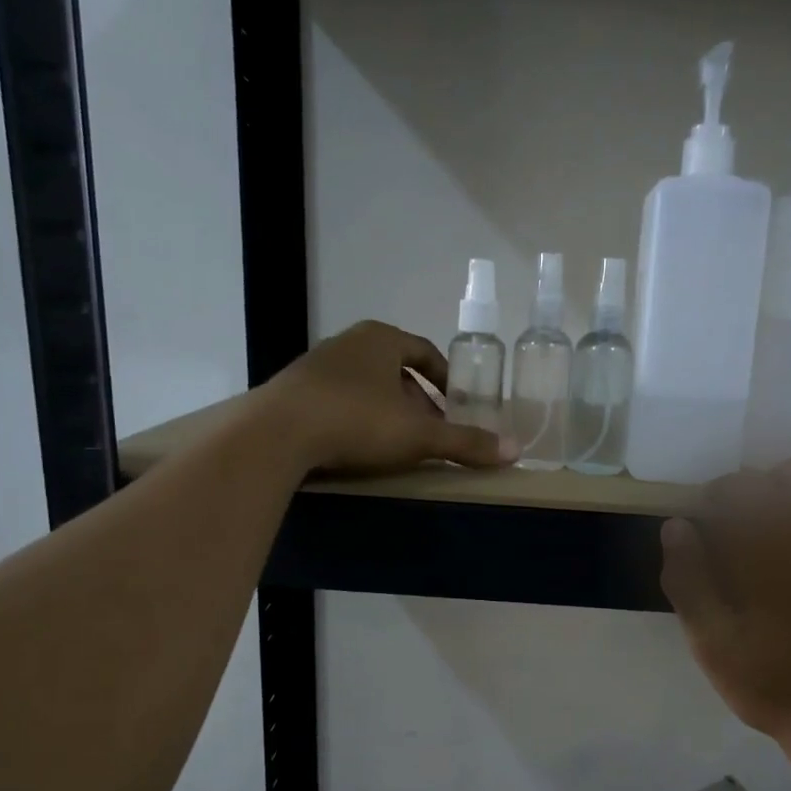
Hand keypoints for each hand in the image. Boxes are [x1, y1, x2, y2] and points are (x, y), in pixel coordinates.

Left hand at [262, 321, 518, 474]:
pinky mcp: (293, 392)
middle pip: (395, 369)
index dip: (445, 378)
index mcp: (381, 339)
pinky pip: (337, 400)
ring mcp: (316, 366)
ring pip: (365, 385)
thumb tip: (514, 451)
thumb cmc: (357, 420)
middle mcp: (348, 343)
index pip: (423, 352)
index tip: (458, 404)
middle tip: (432, 429)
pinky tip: (357, 445)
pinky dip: (356, 418)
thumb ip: (464, 442)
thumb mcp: (419, 435)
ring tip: (398, 442)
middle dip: (417, 400)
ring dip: (386, 410)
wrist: (276, 433)